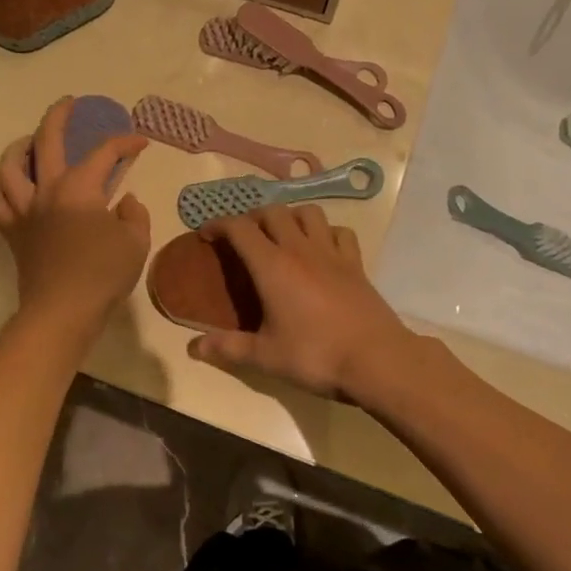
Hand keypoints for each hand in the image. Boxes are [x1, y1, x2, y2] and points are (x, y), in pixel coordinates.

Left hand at [0, 98, 150, 330]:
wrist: (62, 312)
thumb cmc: (102, 275)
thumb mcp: (135, 242)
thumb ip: (134, 215)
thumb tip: (125, 202)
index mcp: (79, 188)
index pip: (104, 153)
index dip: (125, 142)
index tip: (140, 142)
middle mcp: (47, 190)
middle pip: (46, 140)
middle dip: (59, 115)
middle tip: (70, 104)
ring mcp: (24, 211)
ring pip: (9, 167)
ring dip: (20, 147)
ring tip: (30, 142)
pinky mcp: (12, 233)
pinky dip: (2, 190)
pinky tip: (12, 187)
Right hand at [187, 206, 417, 401]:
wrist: (377, 360)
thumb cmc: (315, 355)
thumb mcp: (265, 356)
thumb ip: (228, 347)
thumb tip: (193, 347)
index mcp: (272, 266)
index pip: (240, 228)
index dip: (219, 225)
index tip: (206, 234)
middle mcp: (300, 249)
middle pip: (273, 211)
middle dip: (253, 217)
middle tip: (243, 237)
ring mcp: (332, 253)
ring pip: (308, 213)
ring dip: (290, 216)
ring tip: (282, 235)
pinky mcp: (356, 264)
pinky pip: (340, 232)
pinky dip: (326, 232)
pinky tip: (322, 249)